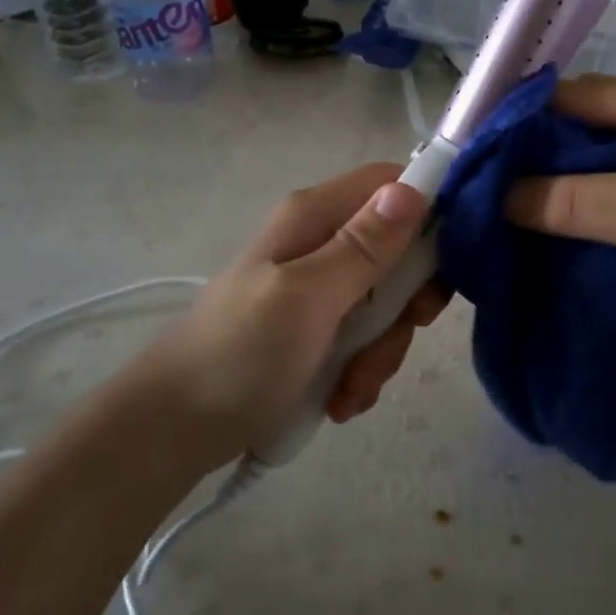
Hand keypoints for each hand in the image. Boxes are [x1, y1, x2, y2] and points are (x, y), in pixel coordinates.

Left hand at [140, 164, 446, 465]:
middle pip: (399, 251)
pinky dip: (362, 370)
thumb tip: (413, 187)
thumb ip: (364, 246)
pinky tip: (340, 399)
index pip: (393, 184)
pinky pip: (365, 338)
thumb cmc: (239, 354)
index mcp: (316, 216)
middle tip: (391, 340)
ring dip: (381, 350)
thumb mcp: (308, 297)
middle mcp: (322, 242)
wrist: (174, 430)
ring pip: (387, 302)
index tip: (441, 268)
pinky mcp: (317, 329)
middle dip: (405, 304)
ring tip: (350, 387)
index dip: (429, 213)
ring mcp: (320, 288)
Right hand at [504, 73, 615, 337]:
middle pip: (585, 124)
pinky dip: (586, 201)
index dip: (524, 122)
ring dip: (560, 181)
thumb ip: (572, 200)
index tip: (478, 157)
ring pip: (598, 157)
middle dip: (538, 154)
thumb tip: (499, 195)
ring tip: (510, 209)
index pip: (576, 96)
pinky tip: (556, 224)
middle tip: (488, 188)